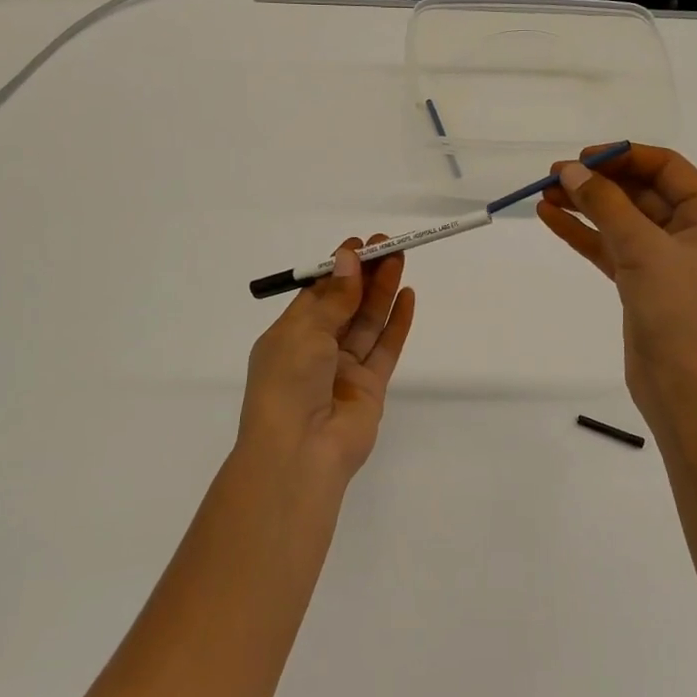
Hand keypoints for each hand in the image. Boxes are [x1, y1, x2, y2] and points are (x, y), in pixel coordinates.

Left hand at [237, 236, 415, 484]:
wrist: (300, 451)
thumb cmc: (289, 383)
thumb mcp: (305, 331)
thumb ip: (334, 297)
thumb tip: (348, 258)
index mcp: (289, 336)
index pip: (317, 294)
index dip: (338, 268)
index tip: (360, 245)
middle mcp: (316, 350)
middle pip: (346, 305)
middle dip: (365, 275)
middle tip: (387, 246)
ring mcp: (345, 370)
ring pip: (368, 323)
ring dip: (383, 291)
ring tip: (400, 260)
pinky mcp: (371, 387)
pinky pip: (385, 348)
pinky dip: (397, 323)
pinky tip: (408, 296)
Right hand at [537, 145, 696, 424]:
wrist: (685, 391)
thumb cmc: (679, 313)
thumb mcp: (643, 250)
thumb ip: (606, 204)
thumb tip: (570, 170)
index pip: (665, 168)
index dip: (622, 157)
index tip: (581, 158)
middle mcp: (692, 231)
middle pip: (639, 191)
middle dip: (597, 182)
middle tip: (552, 177)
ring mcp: (665, 259)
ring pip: (620, 220)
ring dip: (584, 207)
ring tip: (543, 196)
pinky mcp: (642, 283)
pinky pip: (609, 247)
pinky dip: (582, 234)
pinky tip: (550, 219)